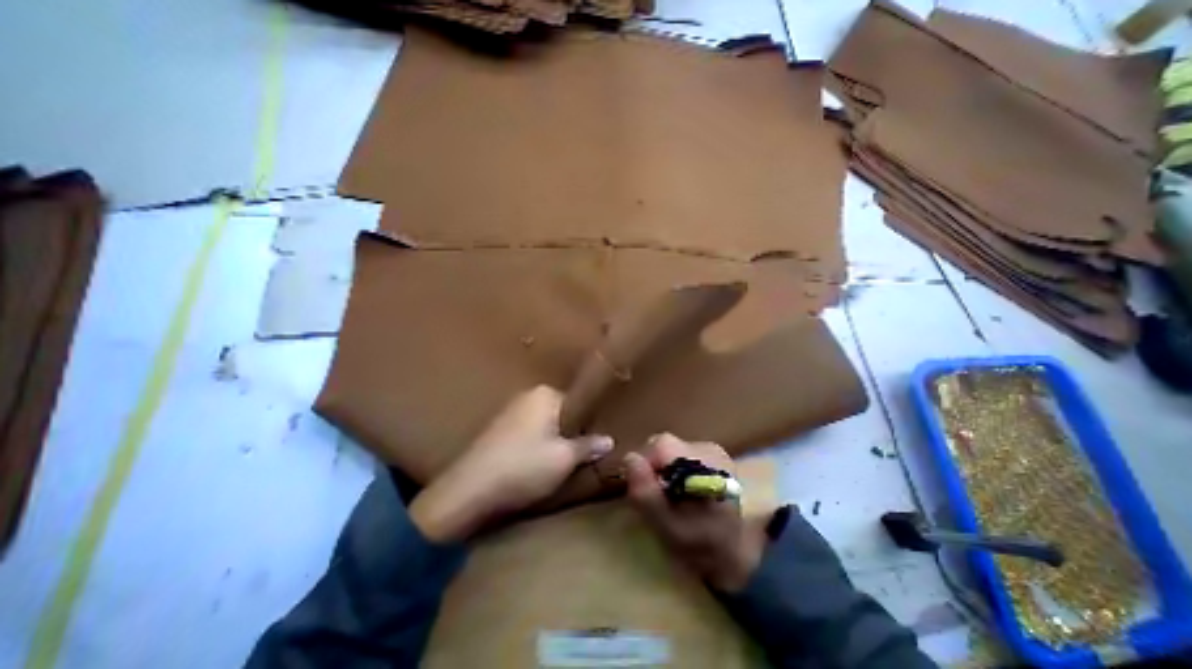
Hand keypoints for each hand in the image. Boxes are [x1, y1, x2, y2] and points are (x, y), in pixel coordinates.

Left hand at [412, 387, 613, 543]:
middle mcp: (526, 396)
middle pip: (561, 415)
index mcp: (545, 394)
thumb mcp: (564, 458)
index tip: (594, 445)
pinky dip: (535, 447)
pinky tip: (534, 467)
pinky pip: (527, 434)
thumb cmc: (524, 467)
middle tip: (578, 457)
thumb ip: (589, 446)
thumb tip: (608, 440)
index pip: (578, 405)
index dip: (588, 426)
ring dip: (553, 442)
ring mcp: (509, 412)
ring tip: (558, 465)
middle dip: (570, 434)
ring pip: (544, 426)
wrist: (468, 491)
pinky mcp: (497, 431)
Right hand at [619, 434, 767, 590]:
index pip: (660, 446)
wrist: (735, 552)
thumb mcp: (668, 528)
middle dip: (652, 467)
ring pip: (668, 448)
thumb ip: (647, 494)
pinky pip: (678, 452)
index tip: (646, 490)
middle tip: (655, 497)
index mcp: (704, 465)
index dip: (645, 464)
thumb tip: (629, 458)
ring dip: (661, 469)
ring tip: (669, 496)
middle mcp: (709, 449)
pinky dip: (671, 469)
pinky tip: (679, 490)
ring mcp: (711, 449)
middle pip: (663, 444)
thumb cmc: (702, 546)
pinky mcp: (709, 453)